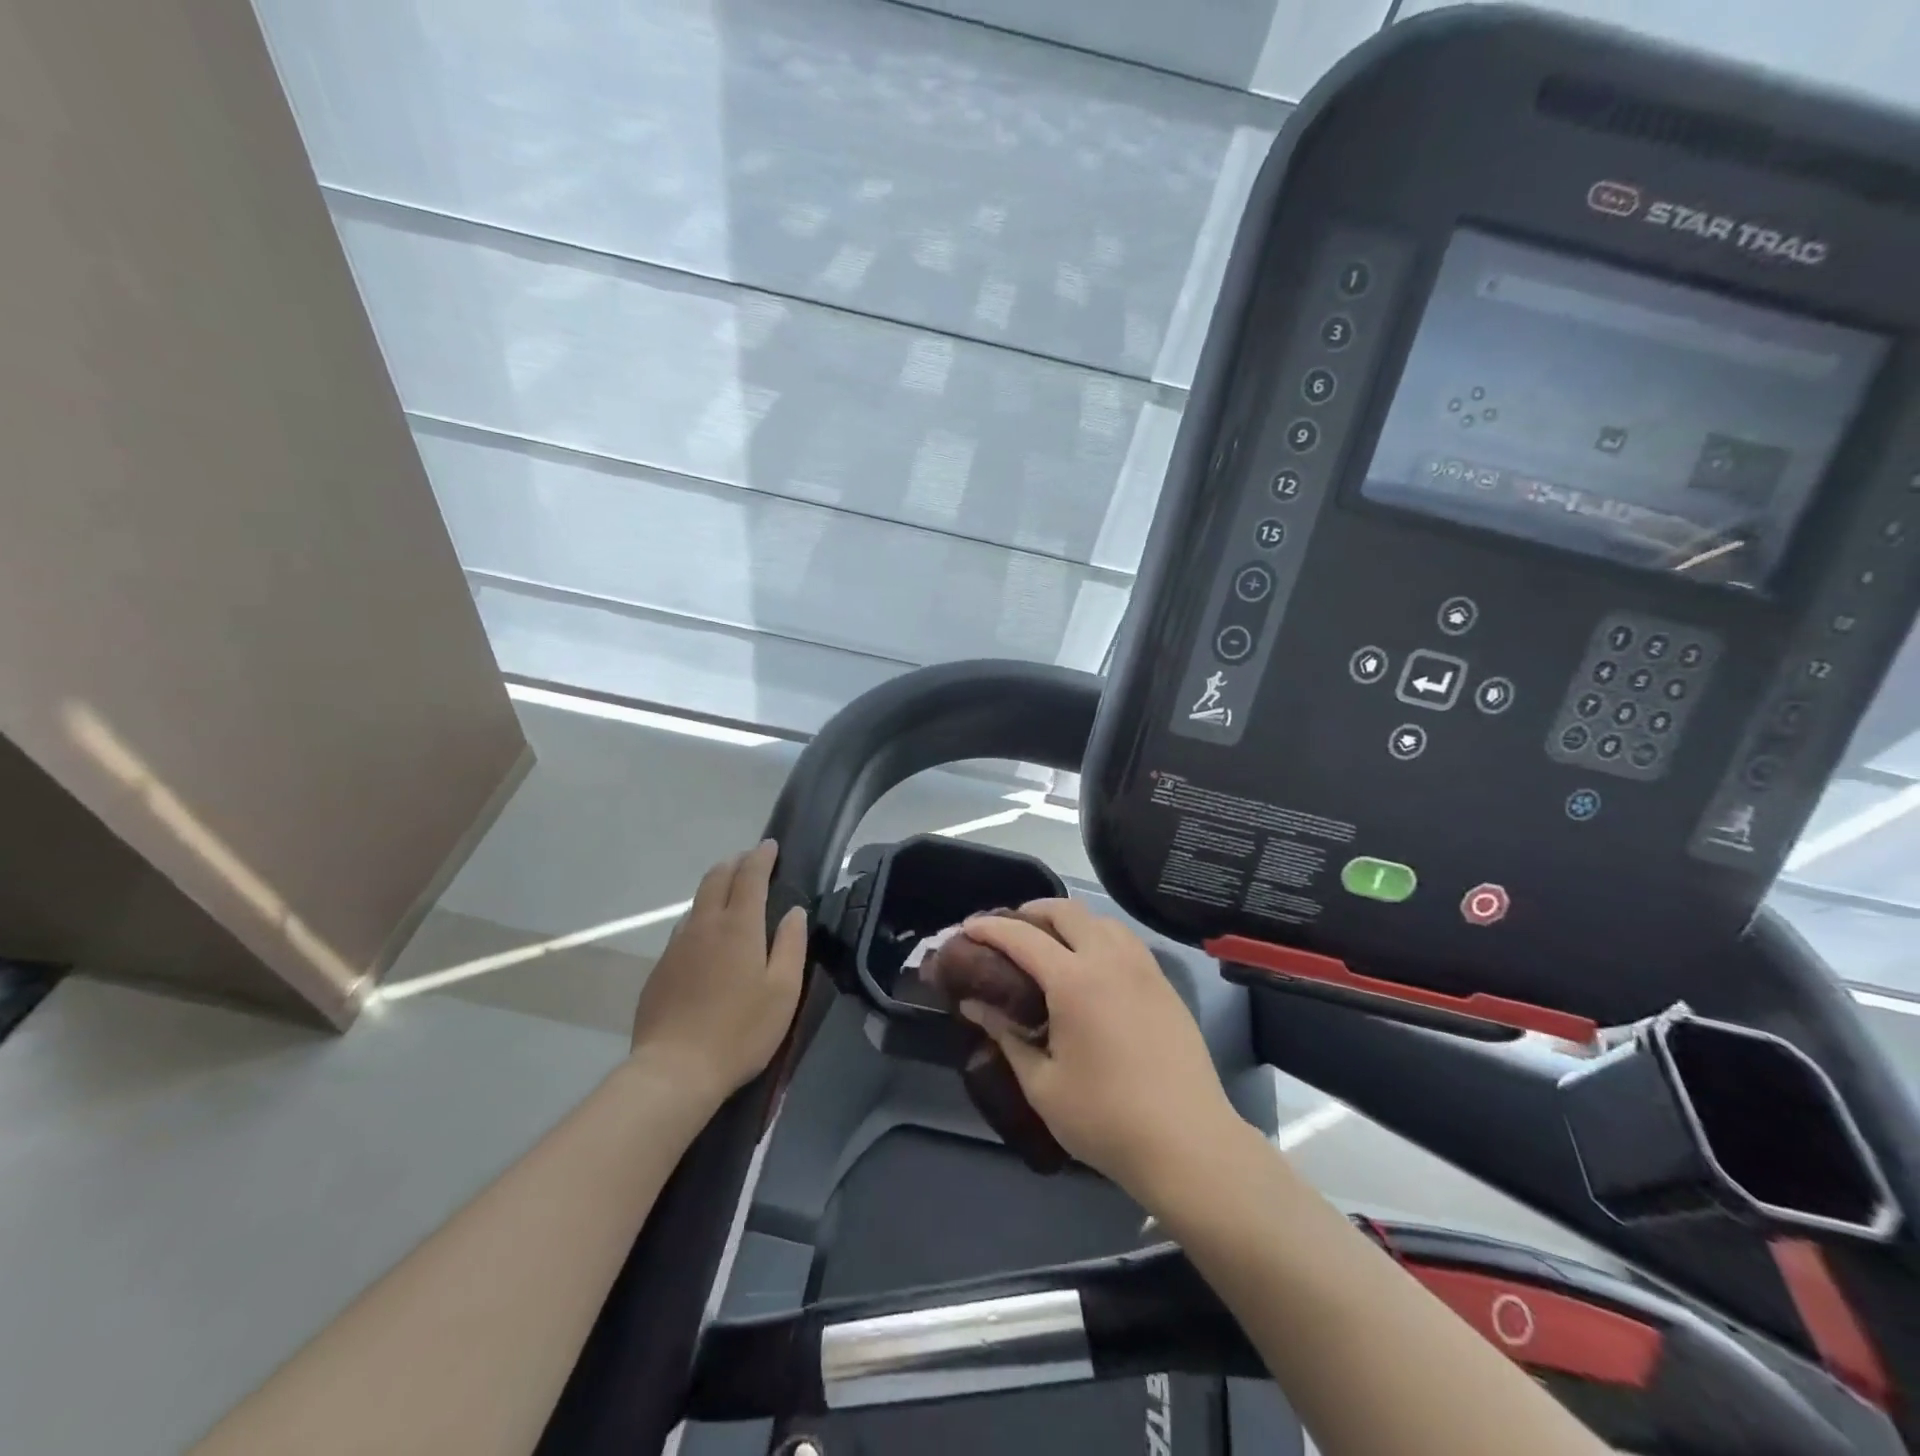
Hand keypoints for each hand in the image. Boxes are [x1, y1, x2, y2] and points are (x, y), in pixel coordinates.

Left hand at [629, 840, 806, 1107]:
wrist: (674, 1070)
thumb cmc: (741, 1030)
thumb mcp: (783, 990)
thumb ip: (791, 945)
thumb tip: (794, 912)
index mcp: (739, 926)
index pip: (750, 876)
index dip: (761, 857)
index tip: (770, 845)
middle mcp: (704, 926)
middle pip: (716, 879)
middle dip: (735, 863)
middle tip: (750, 861)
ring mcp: (676, 946)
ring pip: (696, 903)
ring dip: (715, 889)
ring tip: (730, 895)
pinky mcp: (659, 970)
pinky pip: (683, 930)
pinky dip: (700, 919)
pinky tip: (707, 939)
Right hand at [957, 900, 1241, 1206]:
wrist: (1189, 1144)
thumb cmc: (1106, 1119)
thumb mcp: (1042, 1084)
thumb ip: (1006, 1036)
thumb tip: (974, 1005)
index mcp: (1074, 980)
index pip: (1022, 937)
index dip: (989, 927)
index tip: (967, 928)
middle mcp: (1110, 960)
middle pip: (1066, 911)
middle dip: (1031, 911)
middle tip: (1008, 930)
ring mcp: (1144, 969)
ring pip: (1101, 919)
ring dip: (1069, 920)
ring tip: (1050, 943)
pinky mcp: (1165, 984)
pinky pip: (1126, 941)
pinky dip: (1099, 936)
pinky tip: (1091, 966)